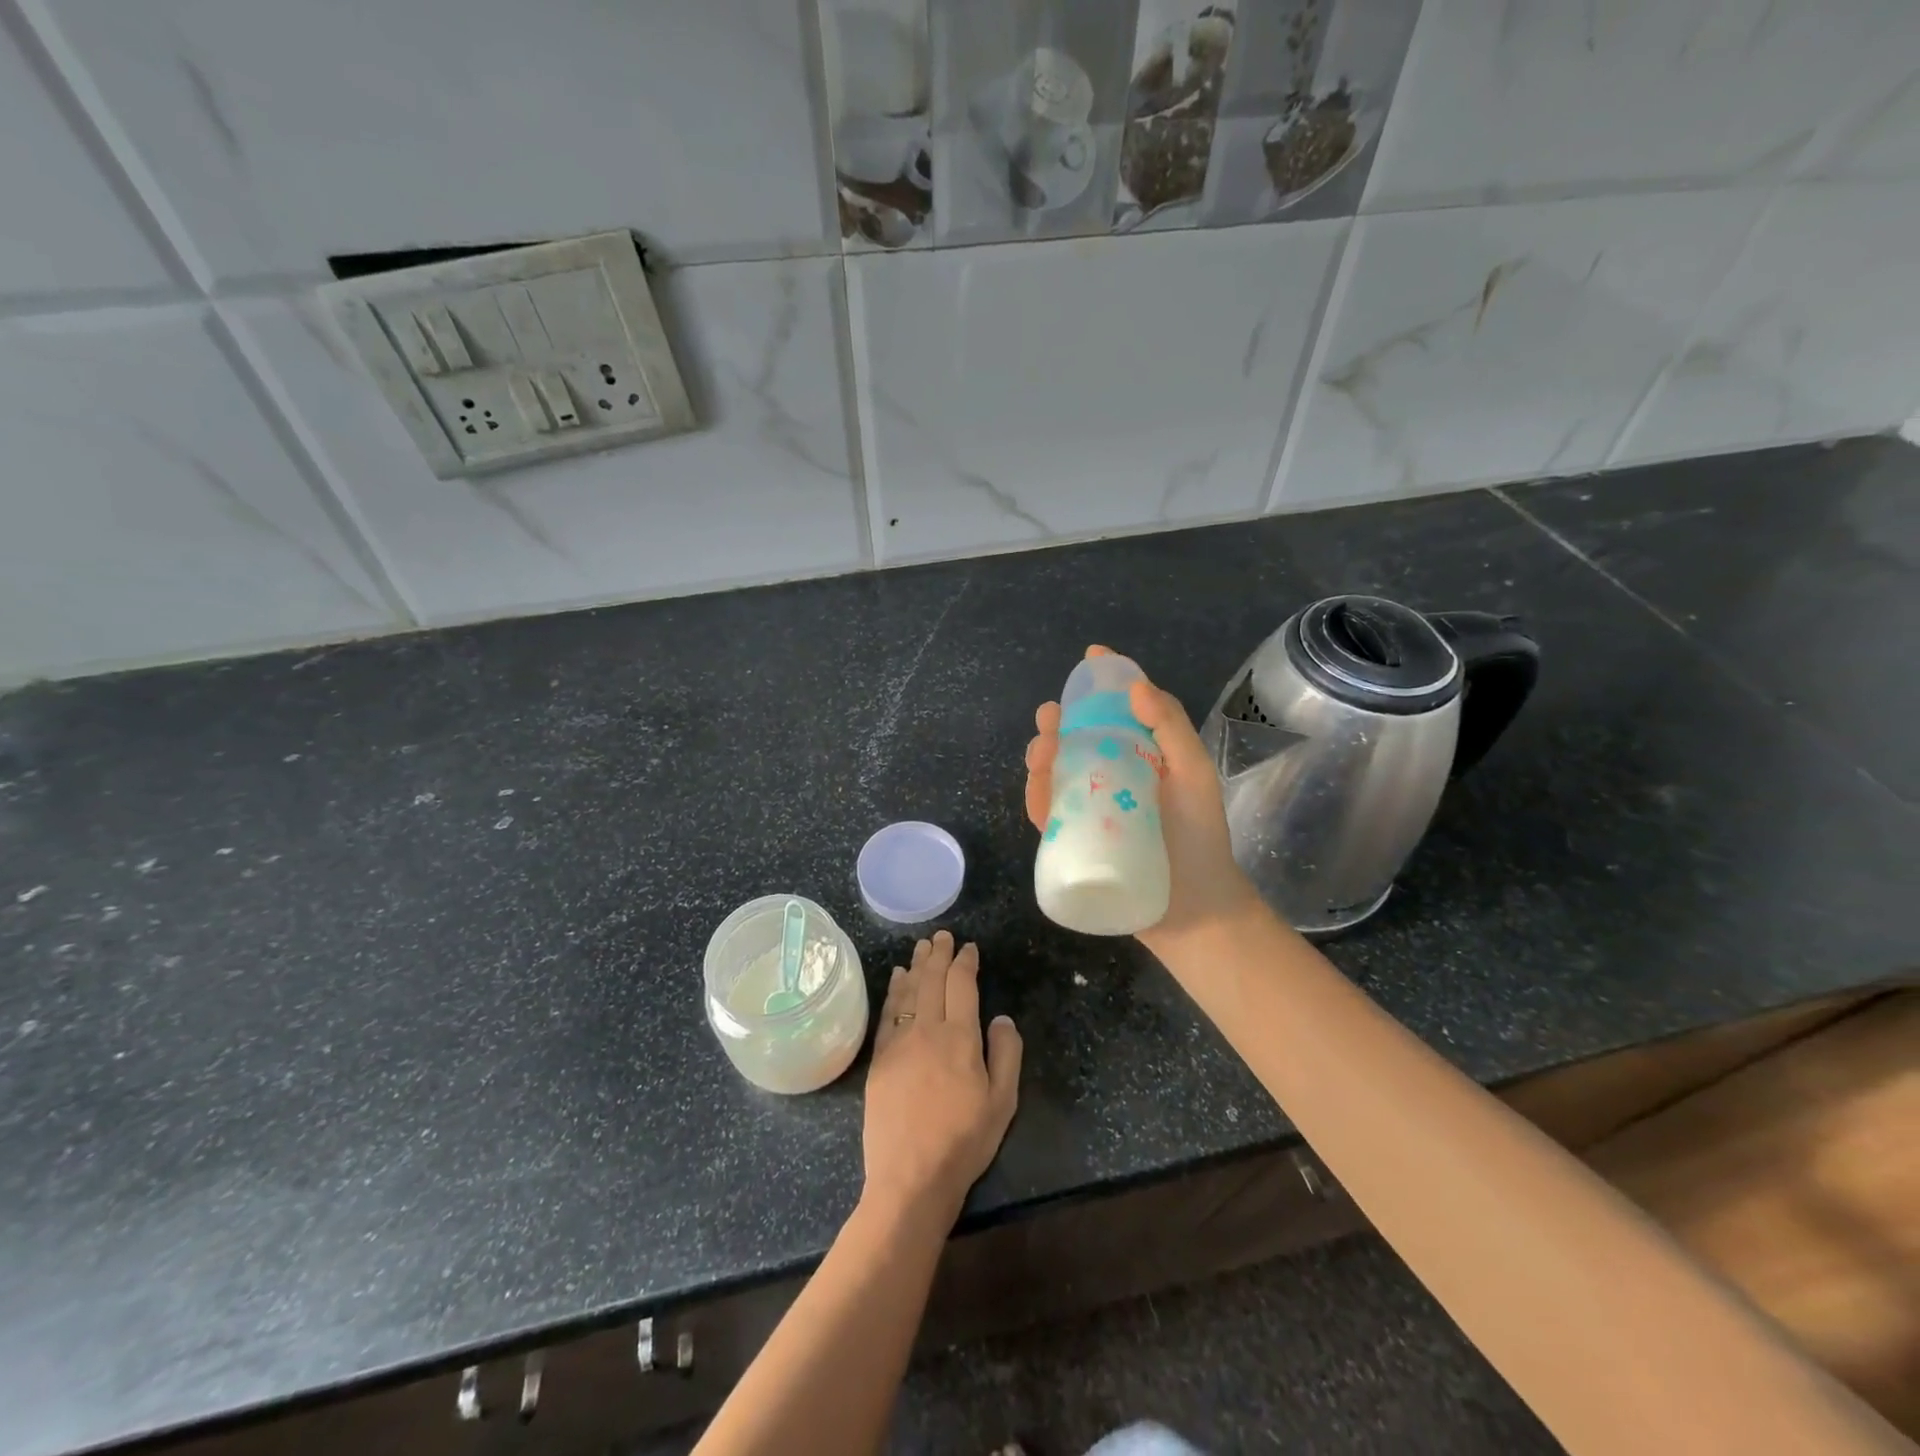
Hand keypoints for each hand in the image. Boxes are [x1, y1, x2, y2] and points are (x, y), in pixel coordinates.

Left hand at [863, 931, 1022, 1223]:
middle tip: (942, 936)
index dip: (965, 962)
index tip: (969, 948)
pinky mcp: (880, 1059)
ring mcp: (899, 1043)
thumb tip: (1002, 1017)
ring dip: (916, 966)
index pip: (962, 985)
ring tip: (921, 948)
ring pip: (908, 991)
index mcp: (960, 1037)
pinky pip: (888, 1013)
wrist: (910, 1177)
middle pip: (932, 980)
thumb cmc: (964, 1141)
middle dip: (938, 954)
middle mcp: (927, 1030)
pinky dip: (894, 991)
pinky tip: (897, 979)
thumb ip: (1006, 1053)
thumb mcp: (1002, 1101)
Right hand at [1024, 646, 1257, 956]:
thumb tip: (1137, 687)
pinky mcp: (1073, 840)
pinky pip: (1048, 813)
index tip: (1091, 657)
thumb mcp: (1194, 776)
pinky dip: (1037, 796)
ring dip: (1041, 755)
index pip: (1117, 712)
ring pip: (1055, 773)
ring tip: (1042, 750)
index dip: (1102, 683)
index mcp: (1141, 756)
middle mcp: (1111, 777)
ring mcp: (1089, 809)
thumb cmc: (1199, 838)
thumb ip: (1171, 730)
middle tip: (1051, 715)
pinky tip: (1037, 785)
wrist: (1193, 909)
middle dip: (1059, 722)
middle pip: (1077, 740)